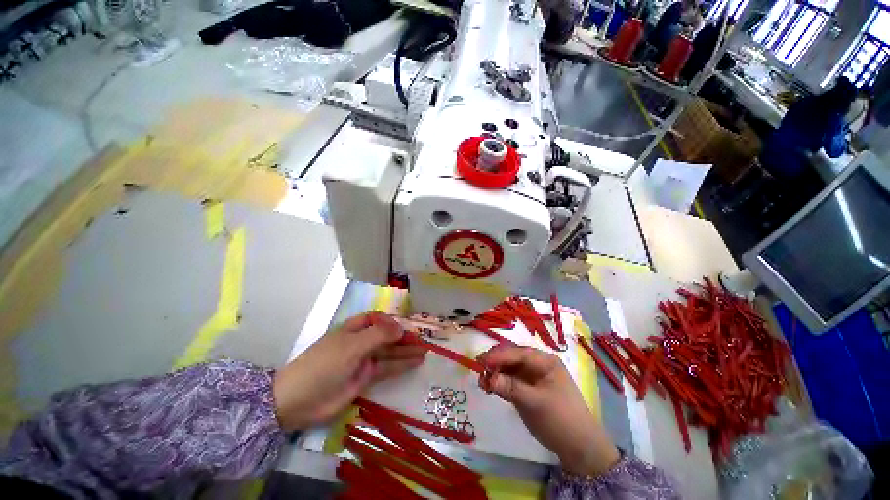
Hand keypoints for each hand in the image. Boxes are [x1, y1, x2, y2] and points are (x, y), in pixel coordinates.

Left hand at [272, 312, 426, 430]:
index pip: (378, 319)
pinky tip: (414, 363)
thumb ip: (378, 335)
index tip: (407, 329)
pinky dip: (400, 365)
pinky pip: (386, 368)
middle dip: (404, 338)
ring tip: (425, 352)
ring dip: (406, 352)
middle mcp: (360, 342)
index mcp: (354, 329)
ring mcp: (363, 360)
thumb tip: (401, 328)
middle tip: (424, 341)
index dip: (393, 322)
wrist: (298, 401)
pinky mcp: (365, 378)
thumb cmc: (324, 365)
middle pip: (386, 336)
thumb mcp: (351, 346)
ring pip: (389, 353)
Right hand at [478, 345, 619, 476]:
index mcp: (545, 361)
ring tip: (482, 382)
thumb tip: (488, 378)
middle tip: (479, 370)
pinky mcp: (527, 389)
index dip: (499, 355)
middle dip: (495, 362)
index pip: (518, 353)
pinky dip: (499, 382)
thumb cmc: (560, 419)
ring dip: (495, 373)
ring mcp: (531, 377)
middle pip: (512, 358)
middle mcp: (537, 365)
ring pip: (509, 368)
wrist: (578, 447)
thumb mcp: (535, 403)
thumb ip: (511, 388)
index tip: (482, 361)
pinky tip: (489, 387)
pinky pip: (510, 380)